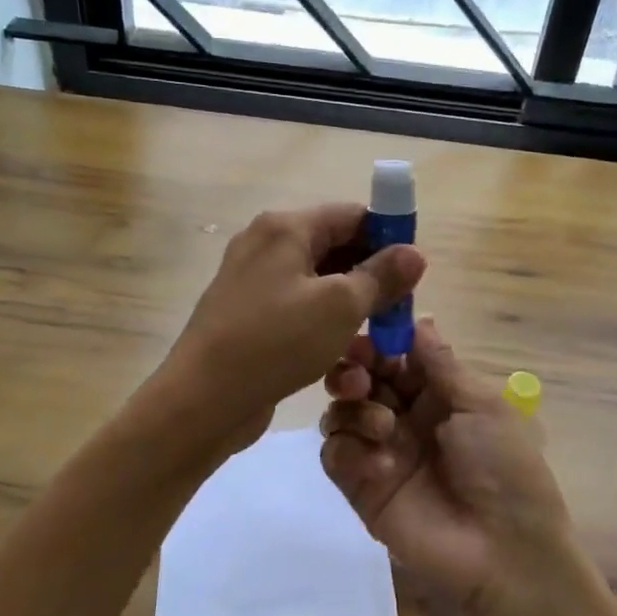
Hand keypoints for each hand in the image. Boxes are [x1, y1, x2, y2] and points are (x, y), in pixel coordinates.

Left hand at [162, 203, 424, 455]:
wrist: (202, 400)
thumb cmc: (276, 342)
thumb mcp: (340, 306)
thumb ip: (381, 276)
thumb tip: (415, 253)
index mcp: (285, 227)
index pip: (352, 215)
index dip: (388, 238)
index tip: (413, 273)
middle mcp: (266, 244)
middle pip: (335, 247)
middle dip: (371, 277)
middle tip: (399, 310)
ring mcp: (253, 281)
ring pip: (319, 282)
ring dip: (351, 306)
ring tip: (377, 337)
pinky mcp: (249, 315)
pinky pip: (298, 308)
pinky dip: (324, 323)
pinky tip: (343, 353)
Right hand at [318, 319, 575, 615]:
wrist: (505, 552)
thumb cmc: (503, 467)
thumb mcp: (481, 405)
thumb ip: (440, 363)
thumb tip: (419, 318)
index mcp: (437, 395)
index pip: (395, 356)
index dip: (379, 343)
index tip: (369, 337)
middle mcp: (404, 418)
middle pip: (361, 378)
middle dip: (355, 368)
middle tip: (362, 375)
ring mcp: (380, 452)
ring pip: (342, 411)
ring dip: (353, 407)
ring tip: (383, 425)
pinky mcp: (361, 488)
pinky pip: (335, 454)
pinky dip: (349, 449)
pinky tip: (380, 464)